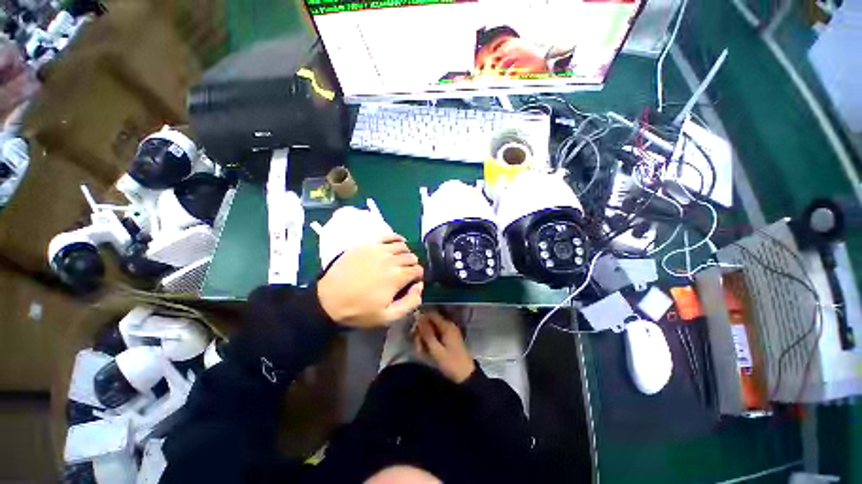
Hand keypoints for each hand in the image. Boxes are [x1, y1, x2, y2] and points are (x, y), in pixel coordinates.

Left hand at [318, 234, 423, 327]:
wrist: (329, 299)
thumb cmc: (359, 310)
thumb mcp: (388, 316)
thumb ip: (410, 303)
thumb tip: (419, 287)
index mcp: (398, 276)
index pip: (418, 270)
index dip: (418, 277)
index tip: (412, 283)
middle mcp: (391, 259)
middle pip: (412, 257)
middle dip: (412, 266)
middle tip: (405, 274)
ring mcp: (379, 249)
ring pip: (403, 246)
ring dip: (405, 254)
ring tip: (399, 262)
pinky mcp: (368, 244)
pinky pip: (388, 236)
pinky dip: (396, 239)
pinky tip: (395, 245)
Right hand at [413, 311, 475, 382]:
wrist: (466, 376)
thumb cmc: (451, 363)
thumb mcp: (436, 350)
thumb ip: (427, 334)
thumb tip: (419, 318)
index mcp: (447, 326)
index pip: (431, 314)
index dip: (421, 320)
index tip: (413, 331)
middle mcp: (448, 325)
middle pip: (431, 322)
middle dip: (422, 331)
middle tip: (417, 345)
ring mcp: (449, 332)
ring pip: (432, 329)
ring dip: (425, 338)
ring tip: (421, 351)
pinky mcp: (449, 339)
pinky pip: (436, 335)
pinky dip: (430, 341)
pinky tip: (427, 351)